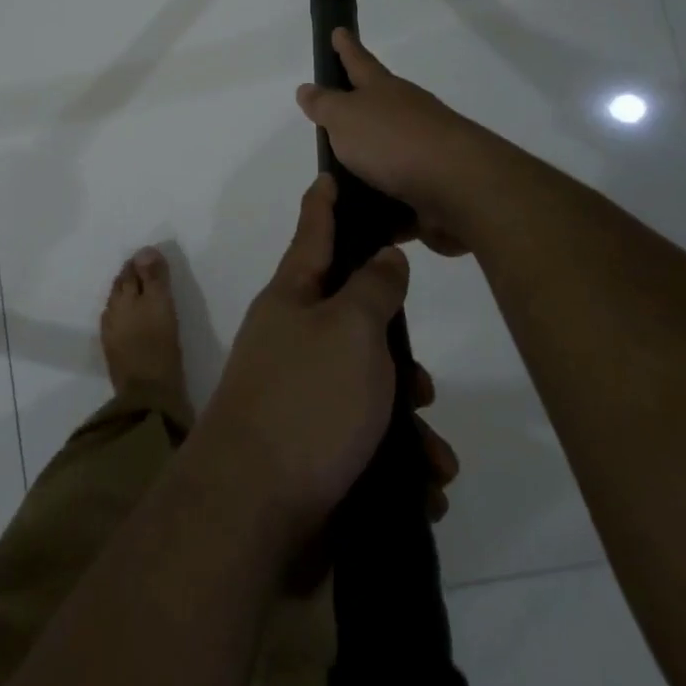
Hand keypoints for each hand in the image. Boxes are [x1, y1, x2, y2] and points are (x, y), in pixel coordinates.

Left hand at [194, 175, 453, 546]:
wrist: (253, 509)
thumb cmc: (307, 400)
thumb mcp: (350, 329)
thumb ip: (373, 288)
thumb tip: (382, 257)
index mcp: (293, 298)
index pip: (312, 234)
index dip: (324, 204)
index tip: (329, 176)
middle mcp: (291, 339)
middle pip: (352, 320)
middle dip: (395, 349)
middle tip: (422, 377)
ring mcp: (298, 395)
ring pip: (368, 388)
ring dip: (406, 418)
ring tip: (433, 453)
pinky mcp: (310, 448)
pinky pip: (365, 440)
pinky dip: (397, 460)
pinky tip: (423, 486)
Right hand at [296, 29, 497, 252]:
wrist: (460, 187)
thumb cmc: (394, 141)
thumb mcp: (345, 117)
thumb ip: (325, 104)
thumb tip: (307, 87)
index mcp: (384, 90)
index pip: (359, 61)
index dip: (346, 47)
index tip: (338, 30)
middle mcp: (407, 114)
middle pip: (378, 104)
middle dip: (358, 106)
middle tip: (332, 115)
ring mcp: (424, 150)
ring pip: (388, 151)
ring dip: (368, 161)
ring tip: (338, 178)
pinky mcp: (433, 187)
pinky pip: (398, 191)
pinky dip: (382, 201)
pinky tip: (363, 213)